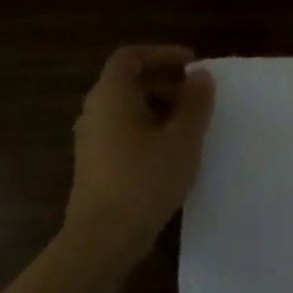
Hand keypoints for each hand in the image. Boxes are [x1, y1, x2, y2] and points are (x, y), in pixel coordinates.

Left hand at [66, 45, 215, 245]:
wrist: (103, 238)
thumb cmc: (145, 179)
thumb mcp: (182, 138)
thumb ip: (195, 103)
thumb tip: (200, 76)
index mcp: (111, 96)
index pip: (131, 57)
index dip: (163, 54)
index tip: (194, 66)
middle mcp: (95, 111)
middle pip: (128, 81)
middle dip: (165, 81)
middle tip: (199, 95)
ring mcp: (91, 139)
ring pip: (127, 108)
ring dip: (160, 106)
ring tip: (191, 123)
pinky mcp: (95, 163)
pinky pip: (123, 130)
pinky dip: (149, 128)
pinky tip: (173, 150)